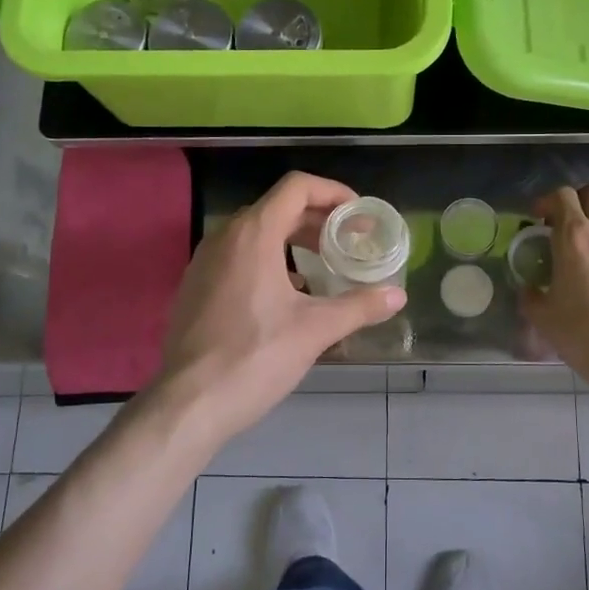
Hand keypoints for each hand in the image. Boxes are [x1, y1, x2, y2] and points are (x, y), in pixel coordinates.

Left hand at [155, 171, 405, 446]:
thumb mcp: (315, 330)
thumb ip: (359, 306)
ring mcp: (204, 261)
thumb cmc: (255, 357)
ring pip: (255, 233)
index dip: (333, 192)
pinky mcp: (196, 286)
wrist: (189, 402)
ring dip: (292, 241)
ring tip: (323, 267)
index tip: (358, 216)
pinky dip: (268, 260)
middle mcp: (225, 236)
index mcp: (253, 233)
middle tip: (348, 242)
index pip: (297, 187)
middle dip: (317, 220)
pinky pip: (238, 256)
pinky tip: (288, 296)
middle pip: (277, 208)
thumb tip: (398, 296)